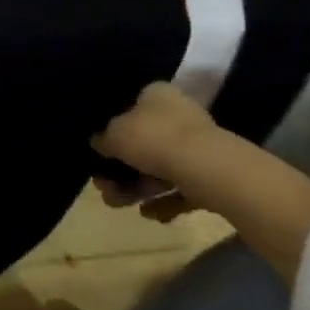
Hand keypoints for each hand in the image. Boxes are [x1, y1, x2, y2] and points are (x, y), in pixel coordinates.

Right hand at [91, 82, 219, 219]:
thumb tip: (98, 142)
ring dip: (137, 188)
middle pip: (144, 142)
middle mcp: (179, 115)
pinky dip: (164, 201)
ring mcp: (198, 146)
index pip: (132, 105)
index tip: (101, 151)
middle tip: (104, 188)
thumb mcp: (115, 135)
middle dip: (122, 169)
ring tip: (119, 205)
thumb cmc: (154, 139)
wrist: (208, 170)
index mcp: (157, 94)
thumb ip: (103, 138)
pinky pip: (181, 188)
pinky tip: (150, 214)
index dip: (114, 128)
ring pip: (160, 168)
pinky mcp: (212, 175)